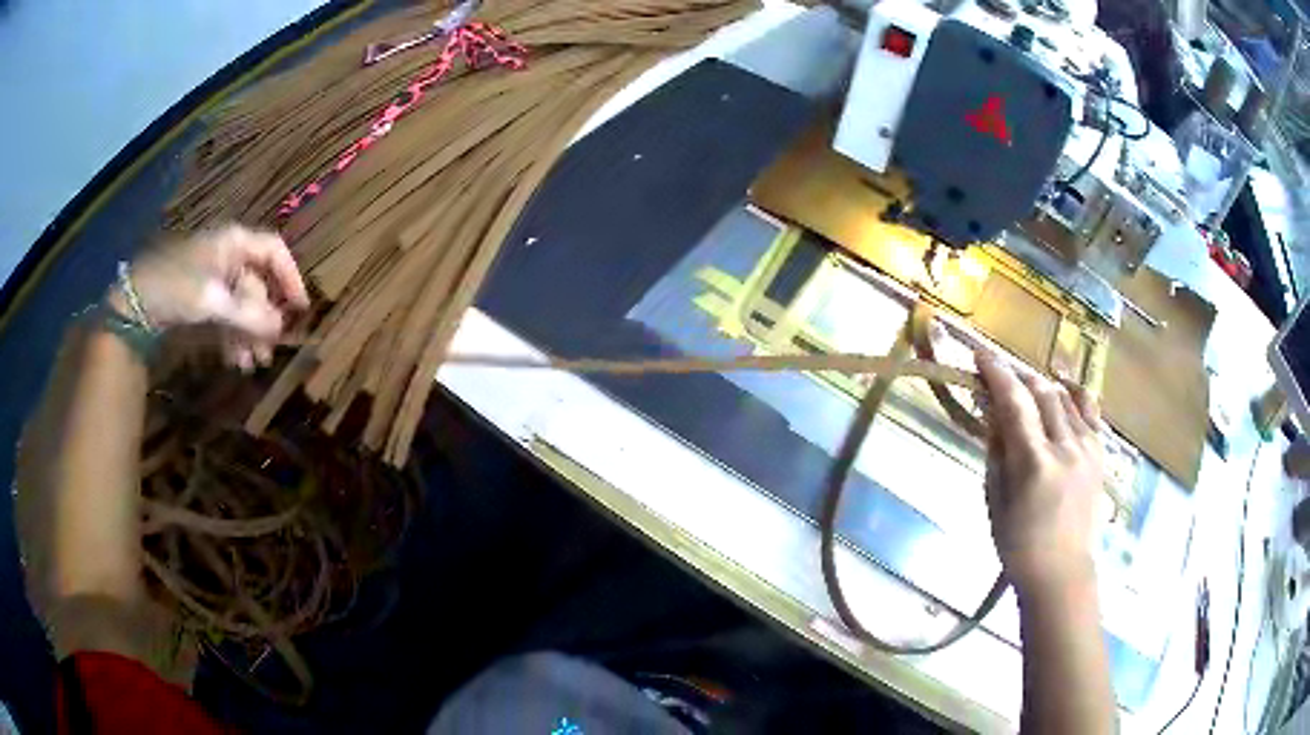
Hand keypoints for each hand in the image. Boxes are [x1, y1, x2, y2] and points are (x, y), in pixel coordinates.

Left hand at [108, 225, 308, 370]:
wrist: (135, 303)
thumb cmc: (176, 288)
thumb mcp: (213, 301)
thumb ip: (248, 314)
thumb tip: (281, 327)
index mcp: (234, 244)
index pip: (274, 252)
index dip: (290, 277)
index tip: (299, 309)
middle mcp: (227, 257)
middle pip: (257, 285)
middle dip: (263, 320)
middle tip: (268, 352)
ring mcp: (213, 279)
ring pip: (242, 306)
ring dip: (248, 335)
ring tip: (249, 365)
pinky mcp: (200, 299)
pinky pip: (225, 316)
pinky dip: (231, 337)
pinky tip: (233, 359)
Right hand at [975, 351, 1103, 595]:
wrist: (1062, 572)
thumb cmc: (1019, 545)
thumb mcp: (994, 501)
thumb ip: (996, 452)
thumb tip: (992, 413)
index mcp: (1035, 463)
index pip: (1015, 402)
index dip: (996, 373)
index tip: (979, 354)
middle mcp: (1066, 447)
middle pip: (1041, 392)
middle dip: (1017, 376)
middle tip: (998, 376)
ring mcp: (1088, 448)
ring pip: (1064, 398)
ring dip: (1041, 386)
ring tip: (1024, 390)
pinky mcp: (1100, 454)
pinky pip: (1089, 410)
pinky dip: (1073, 395)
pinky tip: (1063, 390)